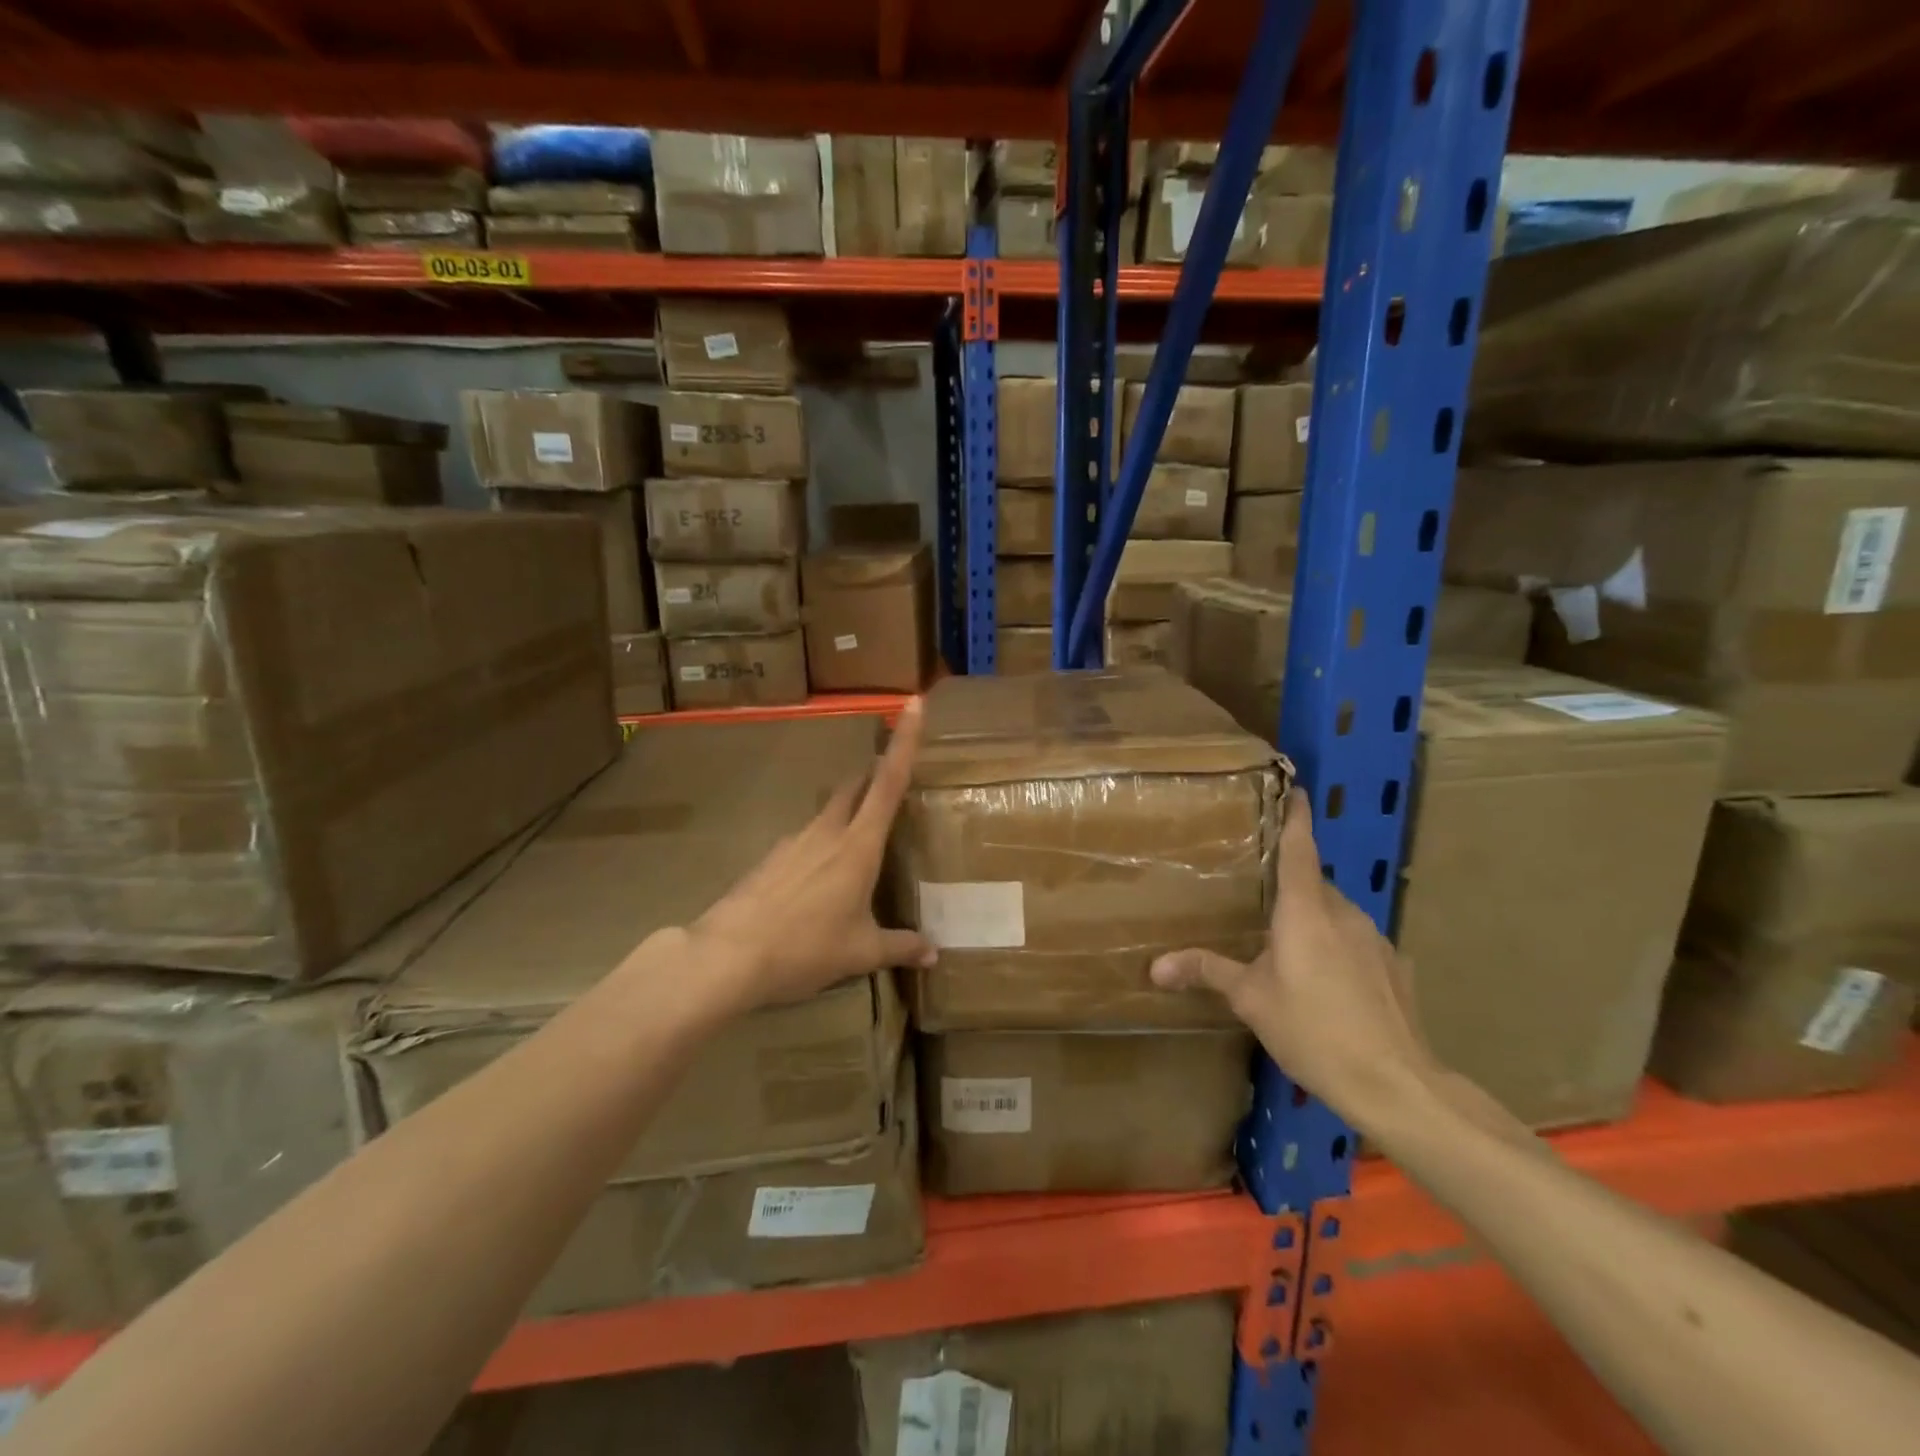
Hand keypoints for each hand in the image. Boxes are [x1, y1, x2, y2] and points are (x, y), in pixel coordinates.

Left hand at [689, 700, 935, 1012]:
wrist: (728, 956)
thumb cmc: (805, 948)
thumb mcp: (860, 952)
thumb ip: (900, 946)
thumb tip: (934, 953)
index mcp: (858, 846)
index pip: (888, 782)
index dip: (904, 741)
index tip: (913, 702)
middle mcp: (827, 832)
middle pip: (856, 786)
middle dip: (874, 774)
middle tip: (891, 778)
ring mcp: (793, 841)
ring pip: (828, 812)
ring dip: (847, 814)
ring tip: (859, 846)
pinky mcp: (770, 858)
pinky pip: (804, 840)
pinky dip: (820, 847)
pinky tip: (818, 882)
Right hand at [1150, 791, 1439, 1128]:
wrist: (1396, 1084)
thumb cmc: (1313, 1029)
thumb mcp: (1251, 1000)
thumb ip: (1206, 972)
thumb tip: (1155, 967)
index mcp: (1305, 911)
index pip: (1299, 849)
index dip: (1296, 817)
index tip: (1295, 790)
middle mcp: (1343, 913)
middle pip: (1313, 885)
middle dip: (1289, 887)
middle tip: (1259, 901)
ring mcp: (1374, 939)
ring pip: (1335, 915)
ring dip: (1312, 923)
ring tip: (1288, 950)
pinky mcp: (1394, 967)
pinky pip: (1356, 943)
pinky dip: (1337, 950)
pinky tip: (1327, 986)